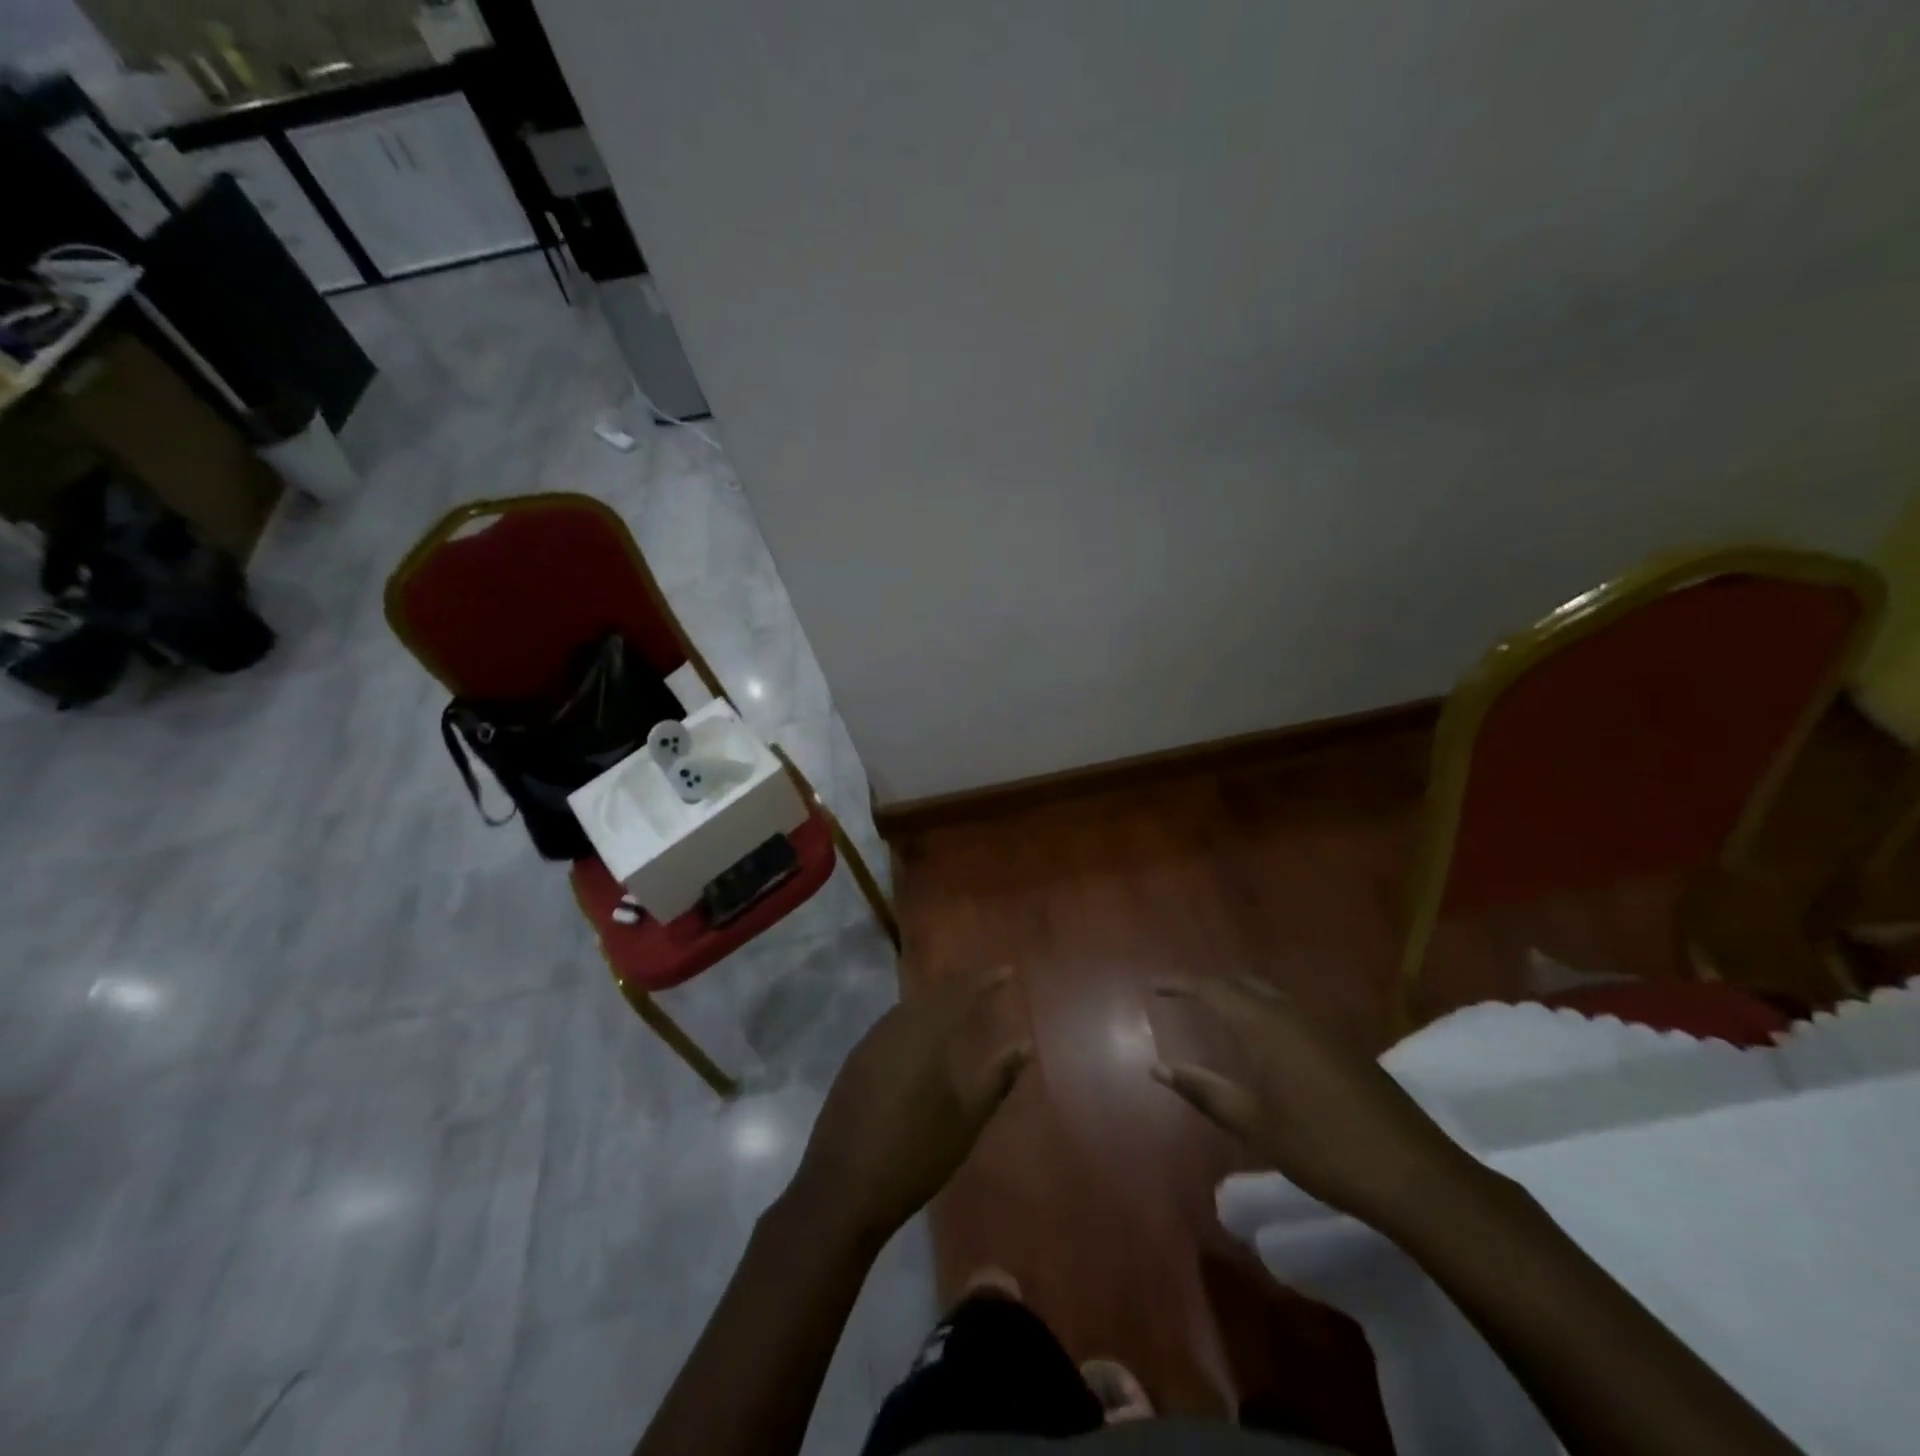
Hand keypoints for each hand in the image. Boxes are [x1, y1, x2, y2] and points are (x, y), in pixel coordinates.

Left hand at [788, 966, 1030, 1247]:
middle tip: (986, 981)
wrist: (843, 1192)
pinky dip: (914, 1015)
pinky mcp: (855, 1061)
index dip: (984, 980)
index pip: (959, 994)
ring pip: (908, 1006)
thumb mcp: (966, 1122)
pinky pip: (891, 1022)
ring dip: (935, 998)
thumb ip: (997, 1078)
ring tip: (959, 1000)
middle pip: (931, 993)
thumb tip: (1025, 1044)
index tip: (1007, 971)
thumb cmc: (914, 1157)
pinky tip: (922, 1030)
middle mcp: (895, 1029)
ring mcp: (870, 1043)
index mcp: (924, 1037)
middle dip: (960, 984)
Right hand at [1151, 976, 1477, 1231]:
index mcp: (1265, 1028)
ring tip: (1214, 1014)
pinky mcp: (1342, 1046)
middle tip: (1181, 997)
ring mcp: (1321, 1028)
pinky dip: (1262, 1011)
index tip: (1153, 986)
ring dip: (1237, 996)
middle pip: (1241, 982)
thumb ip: (1204, 1091)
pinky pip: (1289, 1011)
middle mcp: (1291, 1015)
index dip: (1179, 983)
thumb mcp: (1255, 1125)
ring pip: (1268, 994)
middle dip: (1207, 984)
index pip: (1212, 988)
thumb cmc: (1323, 1149)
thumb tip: (1157, 1067)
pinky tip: (1262, 1042)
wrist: (1415, 1175)